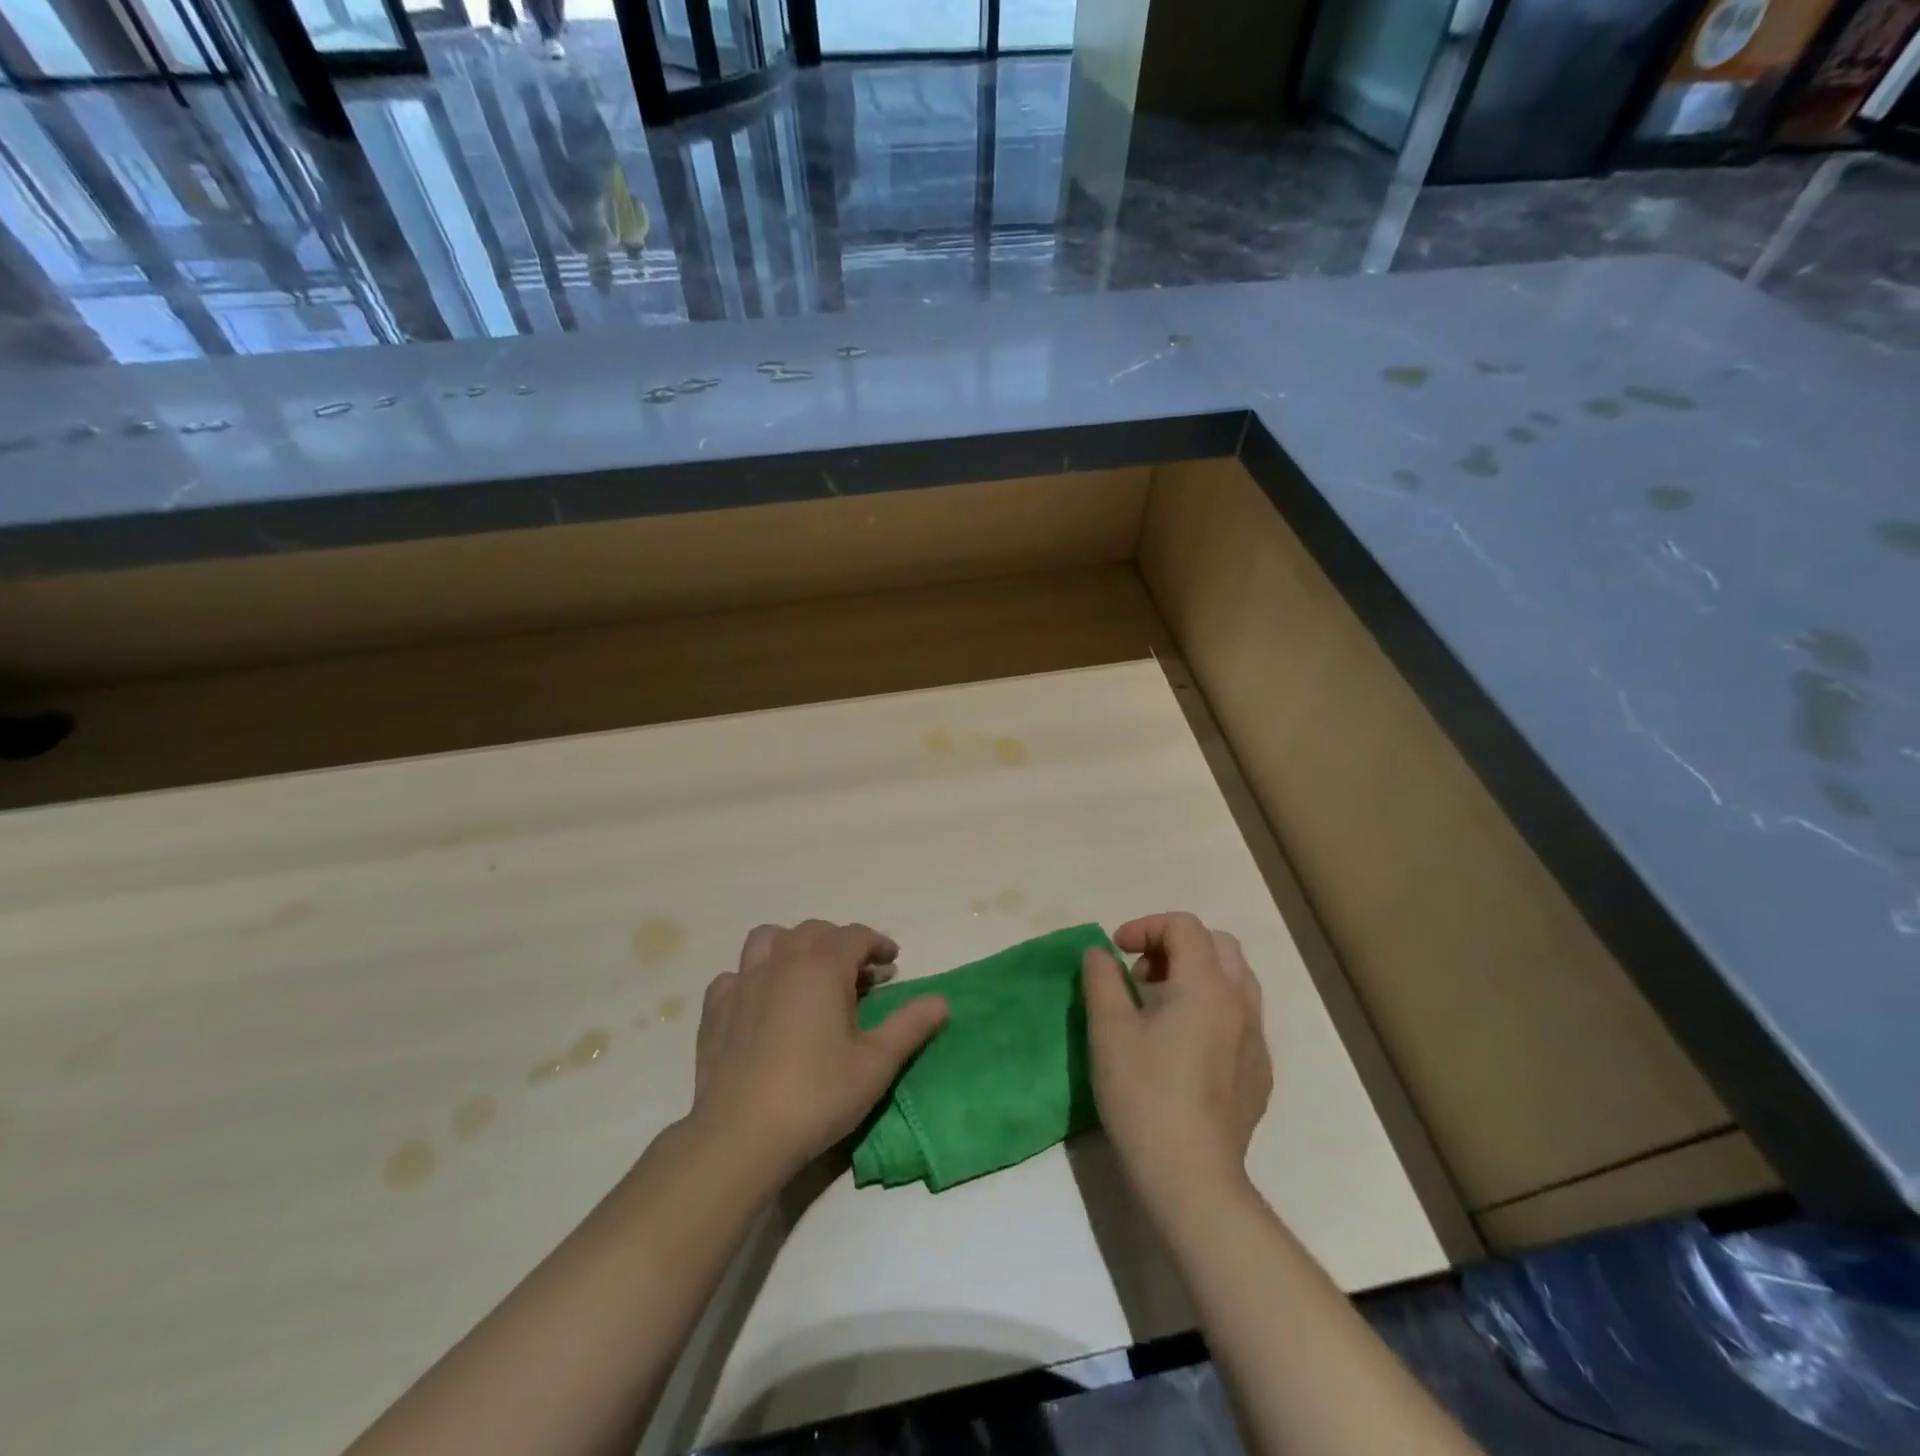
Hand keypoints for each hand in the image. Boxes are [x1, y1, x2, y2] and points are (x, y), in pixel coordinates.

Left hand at [686, 920, 948, 1187]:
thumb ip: (910, 1026)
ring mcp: (743, 982)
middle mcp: (782, 961)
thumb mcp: (876, 1063)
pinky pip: (735, 975)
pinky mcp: (715, 1009)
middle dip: (840, 943)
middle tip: (857, 974)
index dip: (878, 943)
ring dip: (792, 946)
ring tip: (806, 974)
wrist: (740, 1136)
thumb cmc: (817, 1095)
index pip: (856, 936)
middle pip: (814, 931)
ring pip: (768, 939)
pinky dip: (752, 977)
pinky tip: (761, 1003)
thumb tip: (941, 1000)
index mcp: (823, 966)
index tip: (891, 961)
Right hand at [1082, 912, 1271, 1218]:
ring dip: (1197, 975)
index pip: (1184, 926)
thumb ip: (1102, 979)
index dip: (1145, 927)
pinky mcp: (1259, 1073)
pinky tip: (1184, 1046)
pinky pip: (1241, 1018)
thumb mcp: (1108, 1030)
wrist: (1191, 1178)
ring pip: (1235, 980)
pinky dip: (1212, 1008)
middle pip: (1217, 945)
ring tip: (1161, 1006)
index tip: (1116, 952)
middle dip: (1174, 946)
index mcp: (1206, 985)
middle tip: (1140, 976)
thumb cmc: (1144, 1095)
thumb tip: (1101, 953)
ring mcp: (1256, 1040)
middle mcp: (1241, 1003)